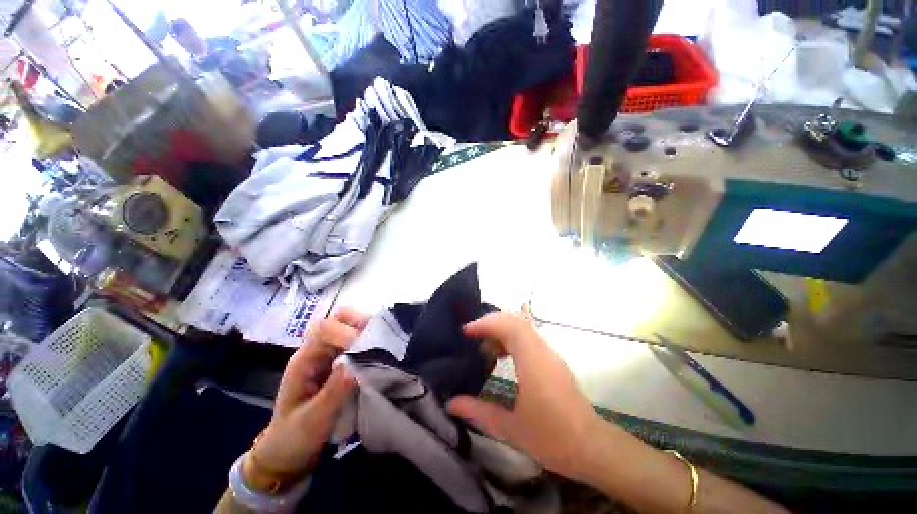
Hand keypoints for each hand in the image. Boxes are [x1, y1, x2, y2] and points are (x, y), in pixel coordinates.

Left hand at [244, 308, 367, 491]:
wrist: (290, 453)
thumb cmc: (295, 437)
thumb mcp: (313, 419)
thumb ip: (334, 391)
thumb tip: (357, 365)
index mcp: (305, 359)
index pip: (324, 328)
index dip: (346, 332)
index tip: (366, 348)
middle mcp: (319, 351)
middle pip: (339, 319)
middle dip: (361, 323)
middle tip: (380, 337)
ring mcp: (331, 355)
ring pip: (352, 328)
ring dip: (369, 332)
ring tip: (386, 344)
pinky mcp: (342, 363)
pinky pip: (359, 344)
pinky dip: (372, 343)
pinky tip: (383, 354)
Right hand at [447, 312, 603, 480]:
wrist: (592, 447)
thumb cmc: (551, 437)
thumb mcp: (510, 427)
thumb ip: (478, 411)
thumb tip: (451, 403)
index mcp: (532, 361)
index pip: (509, 326)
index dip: (486, 323)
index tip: (466, 331)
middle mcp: (542, 350)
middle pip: (516, 320)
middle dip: (491, 323)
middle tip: (472, 336)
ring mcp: (550, 353)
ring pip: (524, 326)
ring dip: (502, 330)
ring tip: (485, 348)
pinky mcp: (553, 360)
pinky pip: (530, 337)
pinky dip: (512, 338)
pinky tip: (502, 356)